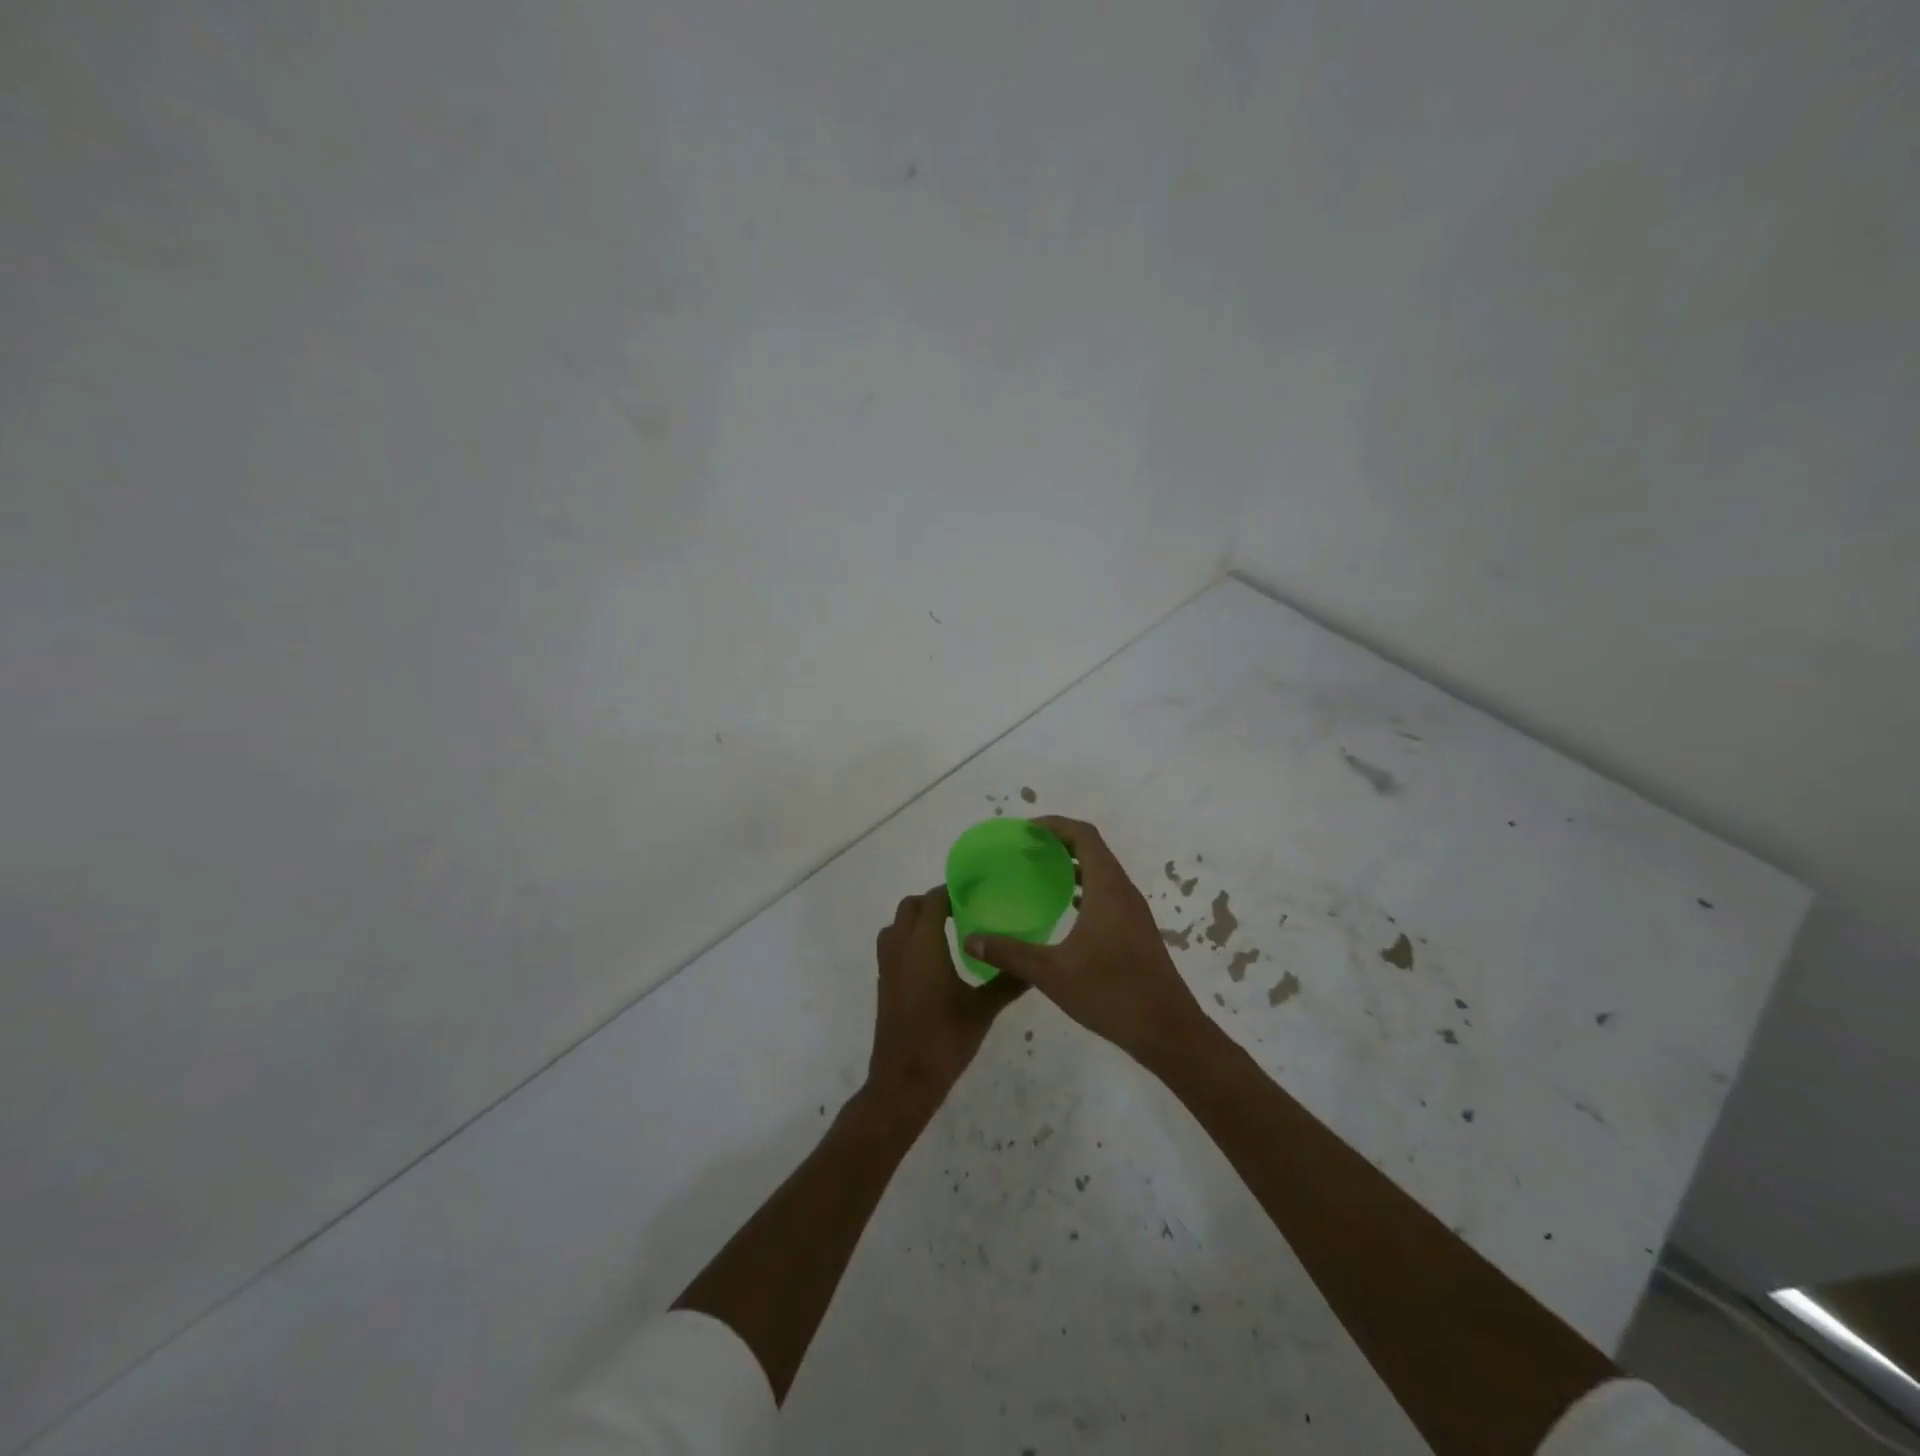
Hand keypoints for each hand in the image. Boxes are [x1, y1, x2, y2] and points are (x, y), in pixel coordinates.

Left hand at [866, 885, 1023, 1112]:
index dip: (952, 891)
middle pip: (911, 907)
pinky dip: (909, 939)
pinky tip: (934, 959)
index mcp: (923, 944)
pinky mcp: (884, 982)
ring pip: (897, 925)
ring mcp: (887, 965)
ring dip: (918, 919)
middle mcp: (900, 947)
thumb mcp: (983, 1009)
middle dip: (934, 902)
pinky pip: (893, 944)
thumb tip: (1034, 964)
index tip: (976, 892)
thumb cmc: (945, 1039)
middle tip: (965, 911)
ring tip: (949, 931)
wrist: (904, 1080)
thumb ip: (1008, 982)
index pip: (933, 900)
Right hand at [963, 816, 1206, 1066]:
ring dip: (1073, 866)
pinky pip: (1107, 894)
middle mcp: (1123, 891)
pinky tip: (1063, 909)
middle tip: (1024, 850)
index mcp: (1108, 888)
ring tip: (1038, 874)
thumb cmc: (1111, 993)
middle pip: (1093, 849)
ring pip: (1101, 873)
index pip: (1084, 836)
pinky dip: (1084, 889)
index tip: (1025, 830)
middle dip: (1059, 843)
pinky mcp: (1135, 931)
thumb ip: (1010, 953)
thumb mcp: (1052, 973)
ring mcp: (1133, 912)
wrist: (1167, 1031)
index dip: (1055, 825)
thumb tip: (970, 939)